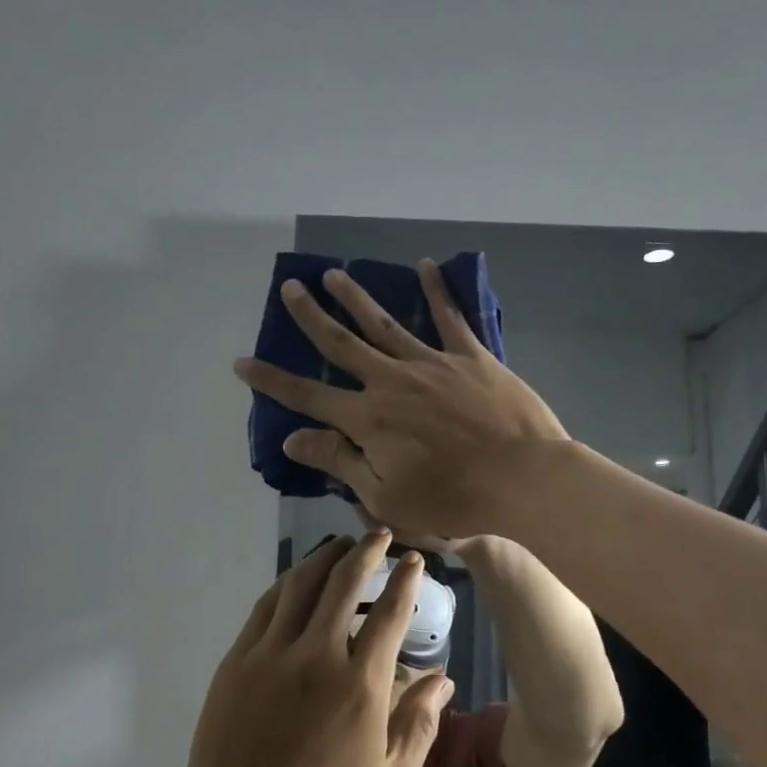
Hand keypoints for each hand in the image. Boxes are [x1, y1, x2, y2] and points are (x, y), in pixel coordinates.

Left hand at [182, 531, 455, 766]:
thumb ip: (420, 725)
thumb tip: (444, 678)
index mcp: (360, 685)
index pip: (389, 613)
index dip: (405, 580)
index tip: (413, 560)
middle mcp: (317, 656)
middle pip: (343, 583)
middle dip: (365, 552)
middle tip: (378, 535)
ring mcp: (271, 654)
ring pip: (301, 585)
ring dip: (325, 558)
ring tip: (341, 544)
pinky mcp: (238, 661)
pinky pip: (266, 606)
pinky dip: (287, 584)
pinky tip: (297, 578)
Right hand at [234, 261, 569, 539]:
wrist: (524, 480)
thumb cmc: (453, 500)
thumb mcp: (386, 496)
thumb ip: (339, 462)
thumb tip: (292, 438)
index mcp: (368, 419)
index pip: (308, 396)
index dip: (272, 380)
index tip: (242, 361)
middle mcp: (392, 381)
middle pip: (342, 344)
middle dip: (311, 317)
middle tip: (291, 288)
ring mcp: (433, 364)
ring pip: (386, 323)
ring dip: (357, 297)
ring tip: (335, 274)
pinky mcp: (472, 358)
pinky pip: (451, 318)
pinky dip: (438, 291)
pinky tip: (426, 266)